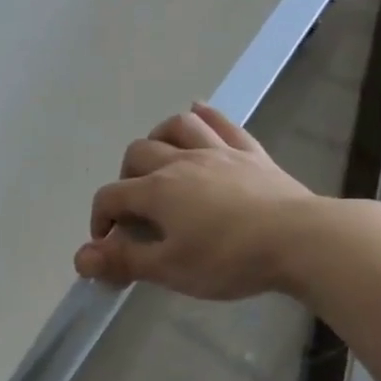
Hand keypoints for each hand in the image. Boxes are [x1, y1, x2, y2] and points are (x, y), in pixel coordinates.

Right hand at [74, 102, 322, 299]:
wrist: (300, 240)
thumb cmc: (229, 259)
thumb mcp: (171, 269)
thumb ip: (124, 261)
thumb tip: (80, 258)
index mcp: (157, 191)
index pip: (111, 196)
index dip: (101, 220)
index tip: (108, 245)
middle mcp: (181, 161)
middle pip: (138, 153)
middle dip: (126, 178)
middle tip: (137, 208)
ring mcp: (218, 152)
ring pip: (177, 126)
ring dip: (160, 138)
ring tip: (161, 160)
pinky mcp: (251, 153)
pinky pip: (223, 123)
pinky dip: (205, 115)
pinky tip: (198, 112)